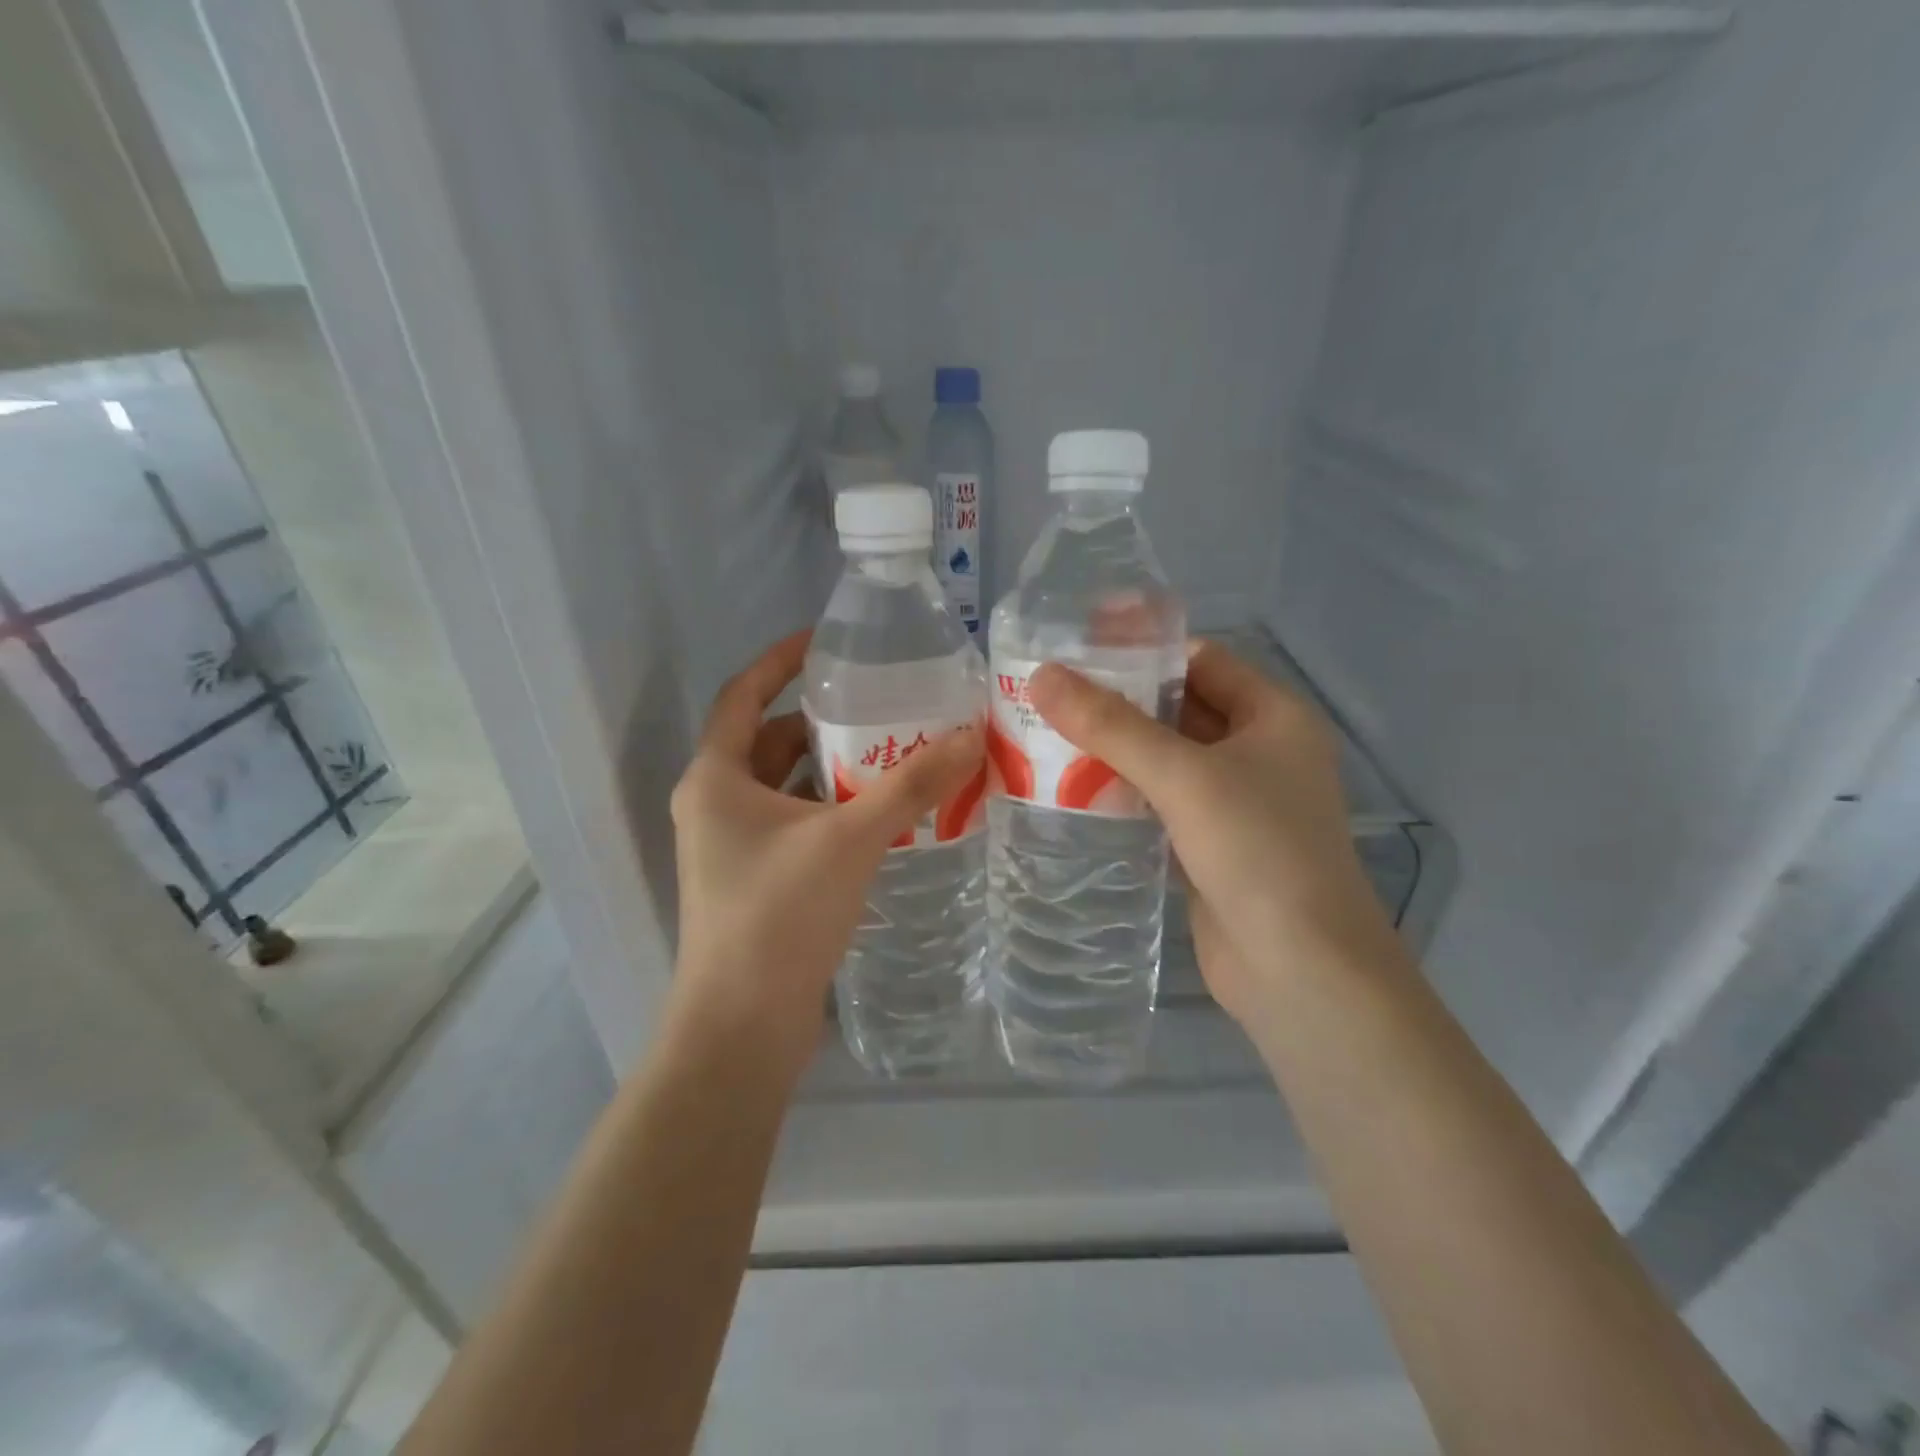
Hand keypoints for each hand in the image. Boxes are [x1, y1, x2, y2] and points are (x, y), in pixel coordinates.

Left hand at [668, 630, 983, 1075]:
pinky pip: (794, 825)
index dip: (781, 660)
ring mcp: (730, 847)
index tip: (827, 641)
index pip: (743, 694)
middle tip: (881, 705)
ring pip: (785, 787)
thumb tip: (970, 736)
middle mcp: (714, 805)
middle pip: (770, 741)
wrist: (741, 1027)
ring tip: (892, 754)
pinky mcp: (753, 882)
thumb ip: (912, 786)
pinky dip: (830, 811)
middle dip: (823, 722)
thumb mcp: (850, 838)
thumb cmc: (779, 915)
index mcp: (715, 778)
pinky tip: (879, 817)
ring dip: (832, 770)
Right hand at [1027, 642, 1402, 1025]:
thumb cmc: (1257, 850)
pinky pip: (1160, 803)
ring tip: (1046, 735)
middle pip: (1180, 708)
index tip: (1076, 650)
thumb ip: (1110, 725)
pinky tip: (1071, 790)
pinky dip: (1122, 793)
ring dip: (1115, 750)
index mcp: (1273, 715)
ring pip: (1166, 759)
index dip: (1141, 650)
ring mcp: (1236, 802)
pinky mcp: (1211, 845)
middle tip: (1048, 694)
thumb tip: (1041, 677)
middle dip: (1119, 702)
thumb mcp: (1183, 776)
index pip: (1200, 660)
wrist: (1299, 971)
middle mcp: (1260, 751)